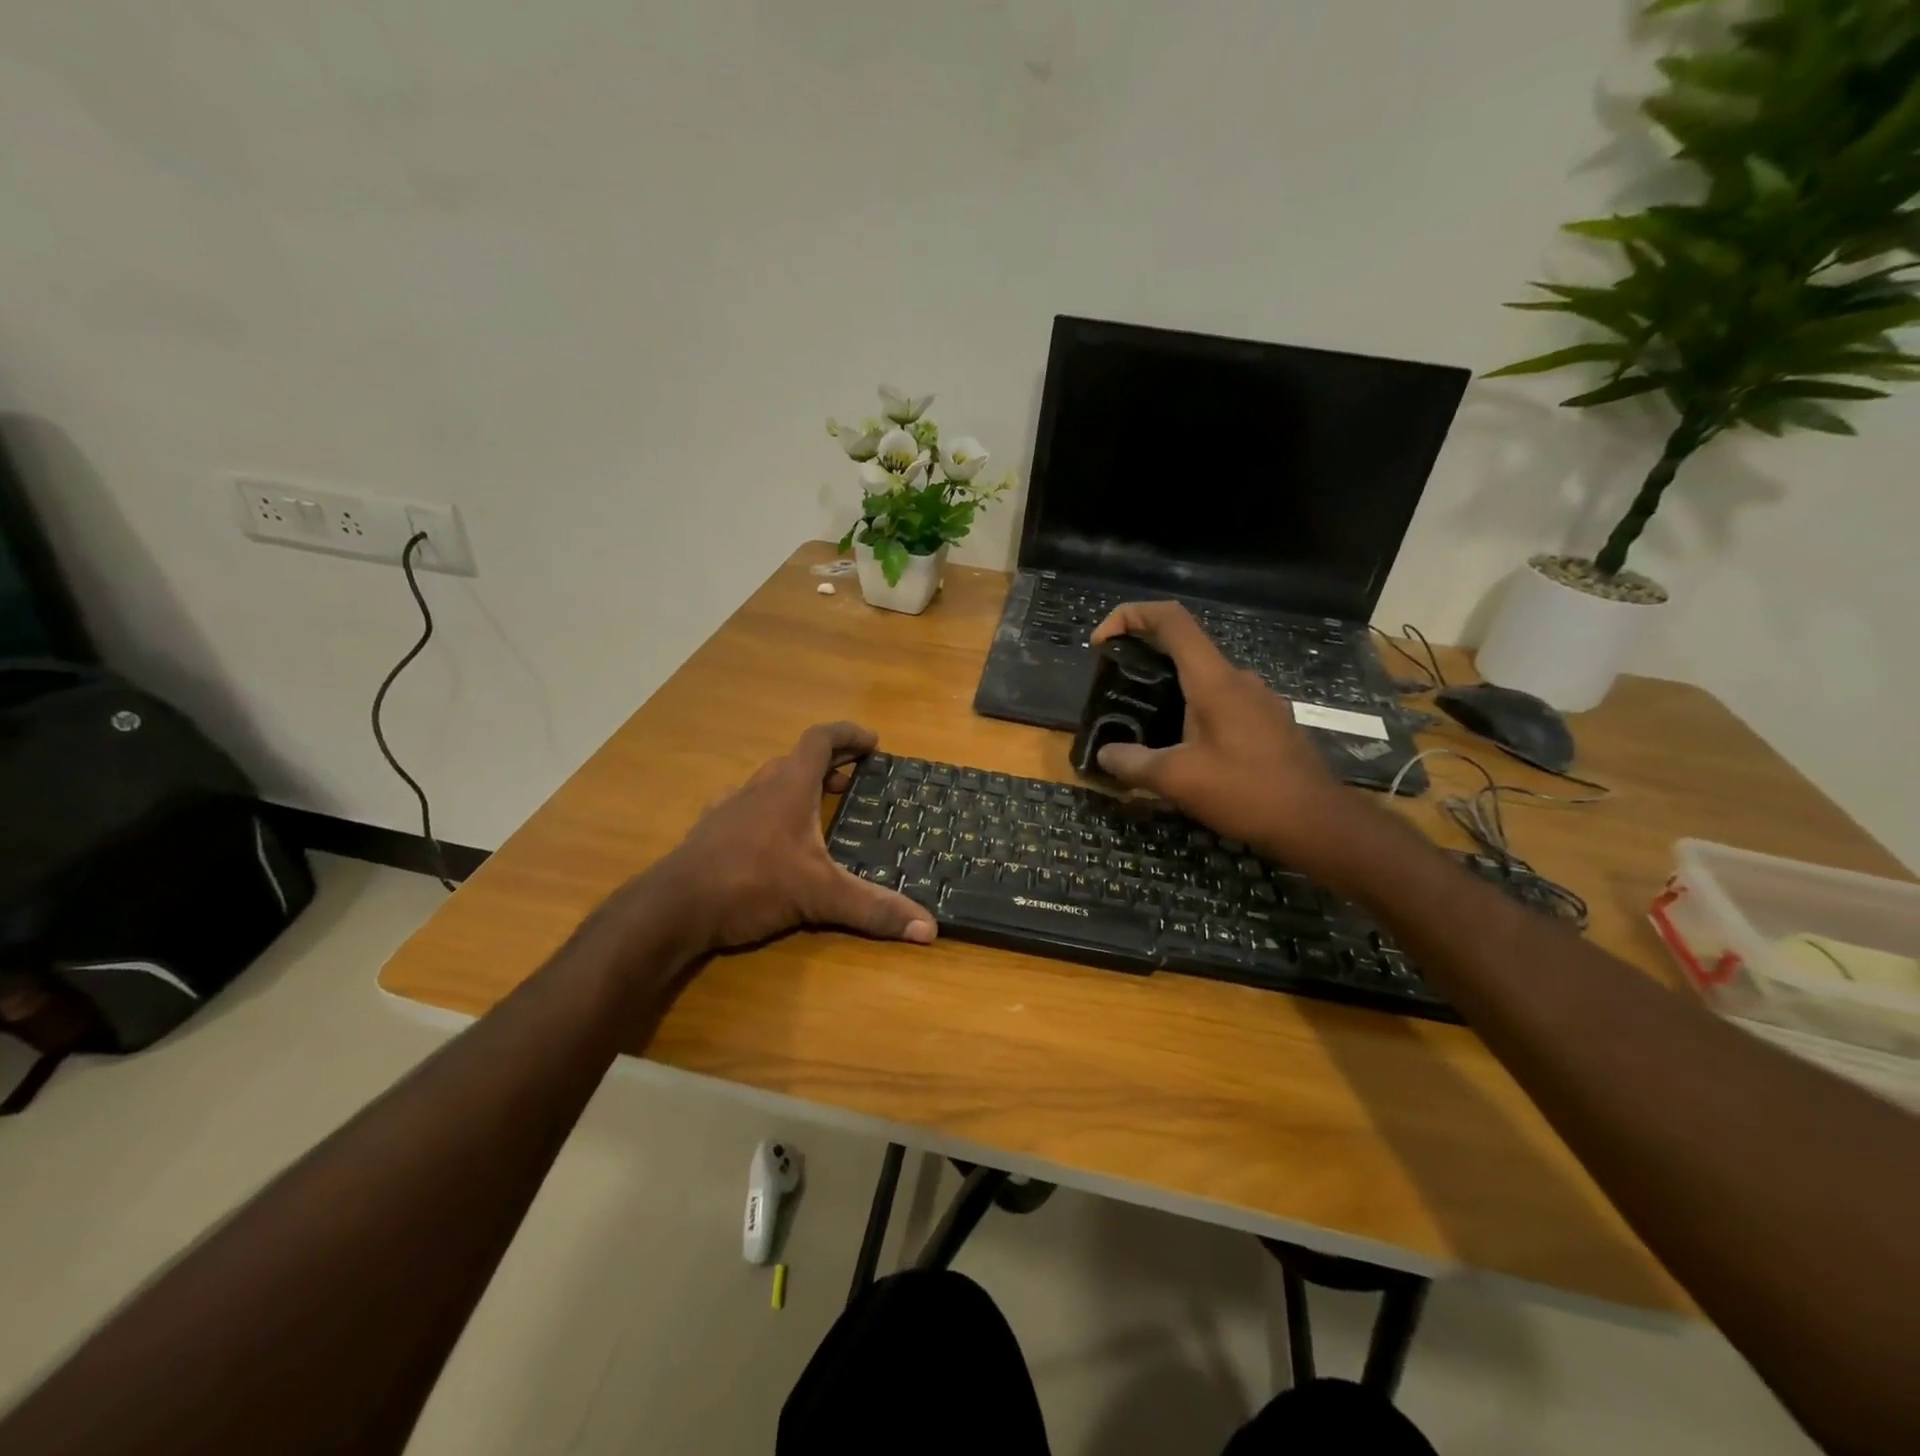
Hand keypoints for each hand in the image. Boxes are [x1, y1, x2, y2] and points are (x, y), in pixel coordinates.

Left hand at [650, 722, 936, 953]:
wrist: (674, 907)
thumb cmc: (752, 883)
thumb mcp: (820, 895)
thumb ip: (873, 909)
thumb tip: (929, 928)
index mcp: (789, 786)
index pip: (821, 740)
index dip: (848, 735)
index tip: (872, 742)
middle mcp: (759, 787)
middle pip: (797, 759)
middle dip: (829, 765)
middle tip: (853, 781)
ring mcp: (730, 807)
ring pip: (770, 782)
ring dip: (797, 786)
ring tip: (818, 808)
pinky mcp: (711, 831)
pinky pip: (747, 807)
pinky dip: (768, 811)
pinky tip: (772, 838)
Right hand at [1089, 602, 1377, 873]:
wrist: (1317, 823)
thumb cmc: (1247, 792)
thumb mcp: (1178, 780)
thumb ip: (1134, 763)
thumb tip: (1105, 755)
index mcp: (1213, 679)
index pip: (1170, 620)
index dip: (1130, 616)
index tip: (1101, 642)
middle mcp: (1237, 678)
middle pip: (1183, 647)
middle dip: (1142, 659)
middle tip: (1115, 692)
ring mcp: (1257, 699)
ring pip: (1202, 679)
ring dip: (1168, 691)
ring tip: (1142, 726)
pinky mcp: (1267, 722)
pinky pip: (1220, 702)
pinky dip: (1191, 711)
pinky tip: (1181, 748)